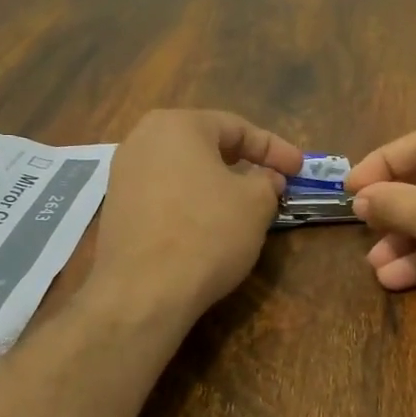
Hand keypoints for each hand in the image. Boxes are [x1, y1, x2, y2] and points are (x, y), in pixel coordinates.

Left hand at [92, 109, 302, 317]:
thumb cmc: (207, 233)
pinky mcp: (116, 208)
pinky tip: (208, 225)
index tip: (299, 169)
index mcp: (177, 125)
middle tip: (271, 179)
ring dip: (215, 183)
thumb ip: (267, 181)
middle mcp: (142, 139)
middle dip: (242, 162)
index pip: (236, 127)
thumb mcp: (255, 204)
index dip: (274, 148)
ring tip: (242, 204)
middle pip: (205, 144)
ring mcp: (122, 174)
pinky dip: (191, 202)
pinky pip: (163, 194)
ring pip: (183, 170)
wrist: (143, 291)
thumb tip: (266, 178)